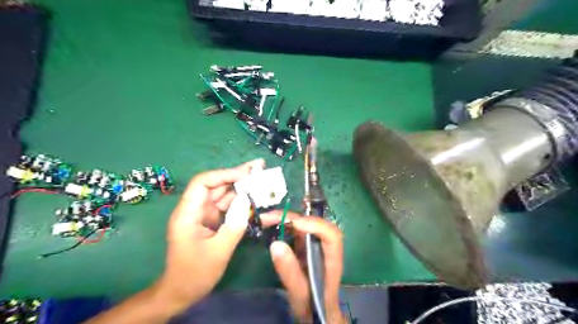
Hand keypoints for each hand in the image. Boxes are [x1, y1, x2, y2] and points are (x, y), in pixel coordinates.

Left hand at [157, 159, 265, 312]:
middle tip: (260, 167)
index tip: (247, 174)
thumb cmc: (195, 274)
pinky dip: (241, 201)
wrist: (181, 292)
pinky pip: (227, 206)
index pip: (203, 183)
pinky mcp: (211, 221)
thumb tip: (246, 200)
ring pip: (223, 194)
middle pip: (216, 185)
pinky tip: (255, 197)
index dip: (225, 174)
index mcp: (188, 213)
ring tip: (262, 178)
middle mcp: (195, 209)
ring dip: (242, 187)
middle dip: (237, 175)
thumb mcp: (218, 251)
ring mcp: (204, 214)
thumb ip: (234, 224)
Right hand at [262, 213, 346, 322]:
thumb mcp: (299, 293)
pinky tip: (270, 225)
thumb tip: (275, 244)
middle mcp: (324, 245)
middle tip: (268, 218)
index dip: (315, 225)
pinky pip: (296, 230)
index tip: (294, 224)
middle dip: (292, 217)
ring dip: (285, 218)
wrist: (316, 309)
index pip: (331, 234)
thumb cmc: (312, 304)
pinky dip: (283, 225)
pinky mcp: (305, 244)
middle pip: (314, 224)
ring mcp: (315, 243)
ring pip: (304, 223)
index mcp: (331, 259)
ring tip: (265, 219)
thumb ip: (290, 272)